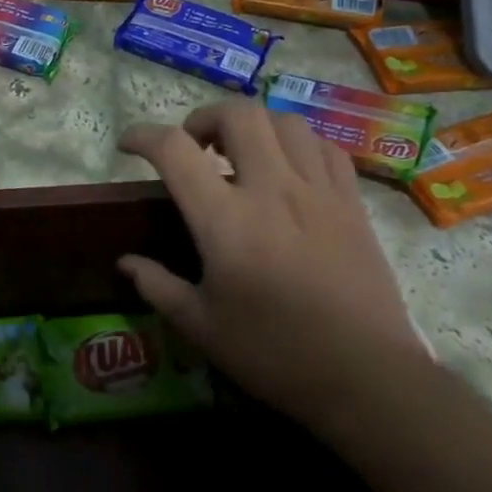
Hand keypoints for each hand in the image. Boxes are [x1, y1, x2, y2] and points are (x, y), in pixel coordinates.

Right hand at [117, 100, 429, 428]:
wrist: (366, 378)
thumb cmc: (273, 353)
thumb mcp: (200, 326)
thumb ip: (157, 286)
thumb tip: (125, 262)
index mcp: (224, 221)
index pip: (174, 150)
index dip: (143, 136)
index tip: (129, 145)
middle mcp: (271, 190)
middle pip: (237, 114)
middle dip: (204, 118)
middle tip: (194, 148)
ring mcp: (318, 192)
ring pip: (285, 121)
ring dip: (253, 127)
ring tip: (241, 154)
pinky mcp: (352, 203)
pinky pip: (325, 147)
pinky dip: (298, 145)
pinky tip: (289, 170)